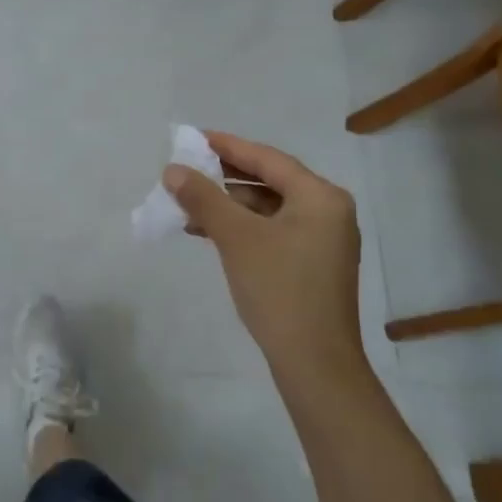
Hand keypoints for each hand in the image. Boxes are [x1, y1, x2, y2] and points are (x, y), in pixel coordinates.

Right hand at [164, 132, 365, 384]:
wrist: (315, 364)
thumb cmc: (279, 289)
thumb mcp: (236, 237)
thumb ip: (203, 198)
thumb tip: (172, 170)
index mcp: (321, 197)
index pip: (268, 158)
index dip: (228, 146)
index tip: (194, 137)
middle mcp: (328, 212)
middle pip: (269, 181)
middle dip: (224, 177)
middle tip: (187, 169)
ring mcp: (323, 240)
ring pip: (268, 208)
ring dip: (229, 205)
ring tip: (188, 204)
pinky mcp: (312, 264)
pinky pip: (272, 231)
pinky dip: (242, 227)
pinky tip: (208, 232)